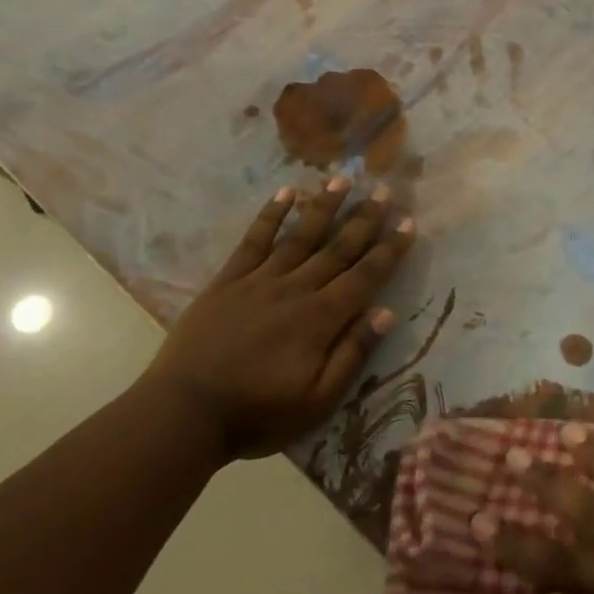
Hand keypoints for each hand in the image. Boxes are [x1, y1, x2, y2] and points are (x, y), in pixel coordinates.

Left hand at [150, 178, 415, 459]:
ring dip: (323, 206)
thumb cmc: (257, 414)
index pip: (364, 277)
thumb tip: (385, 313)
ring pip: (300, 236)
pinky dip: (271, 215)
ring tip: (342, 179)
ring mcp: (259, 280)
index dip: (389, 250)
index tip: (408, 223)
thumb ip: (352, 355)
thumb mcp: (317, 401)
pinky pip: (254, 240)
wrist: (184, 412)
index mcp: (320, 319)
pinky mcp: (228, 280)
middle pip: (337, 248)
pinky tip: (285, 193)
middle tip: (384, 190)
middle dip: (364, 219)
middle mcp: (295, 289)